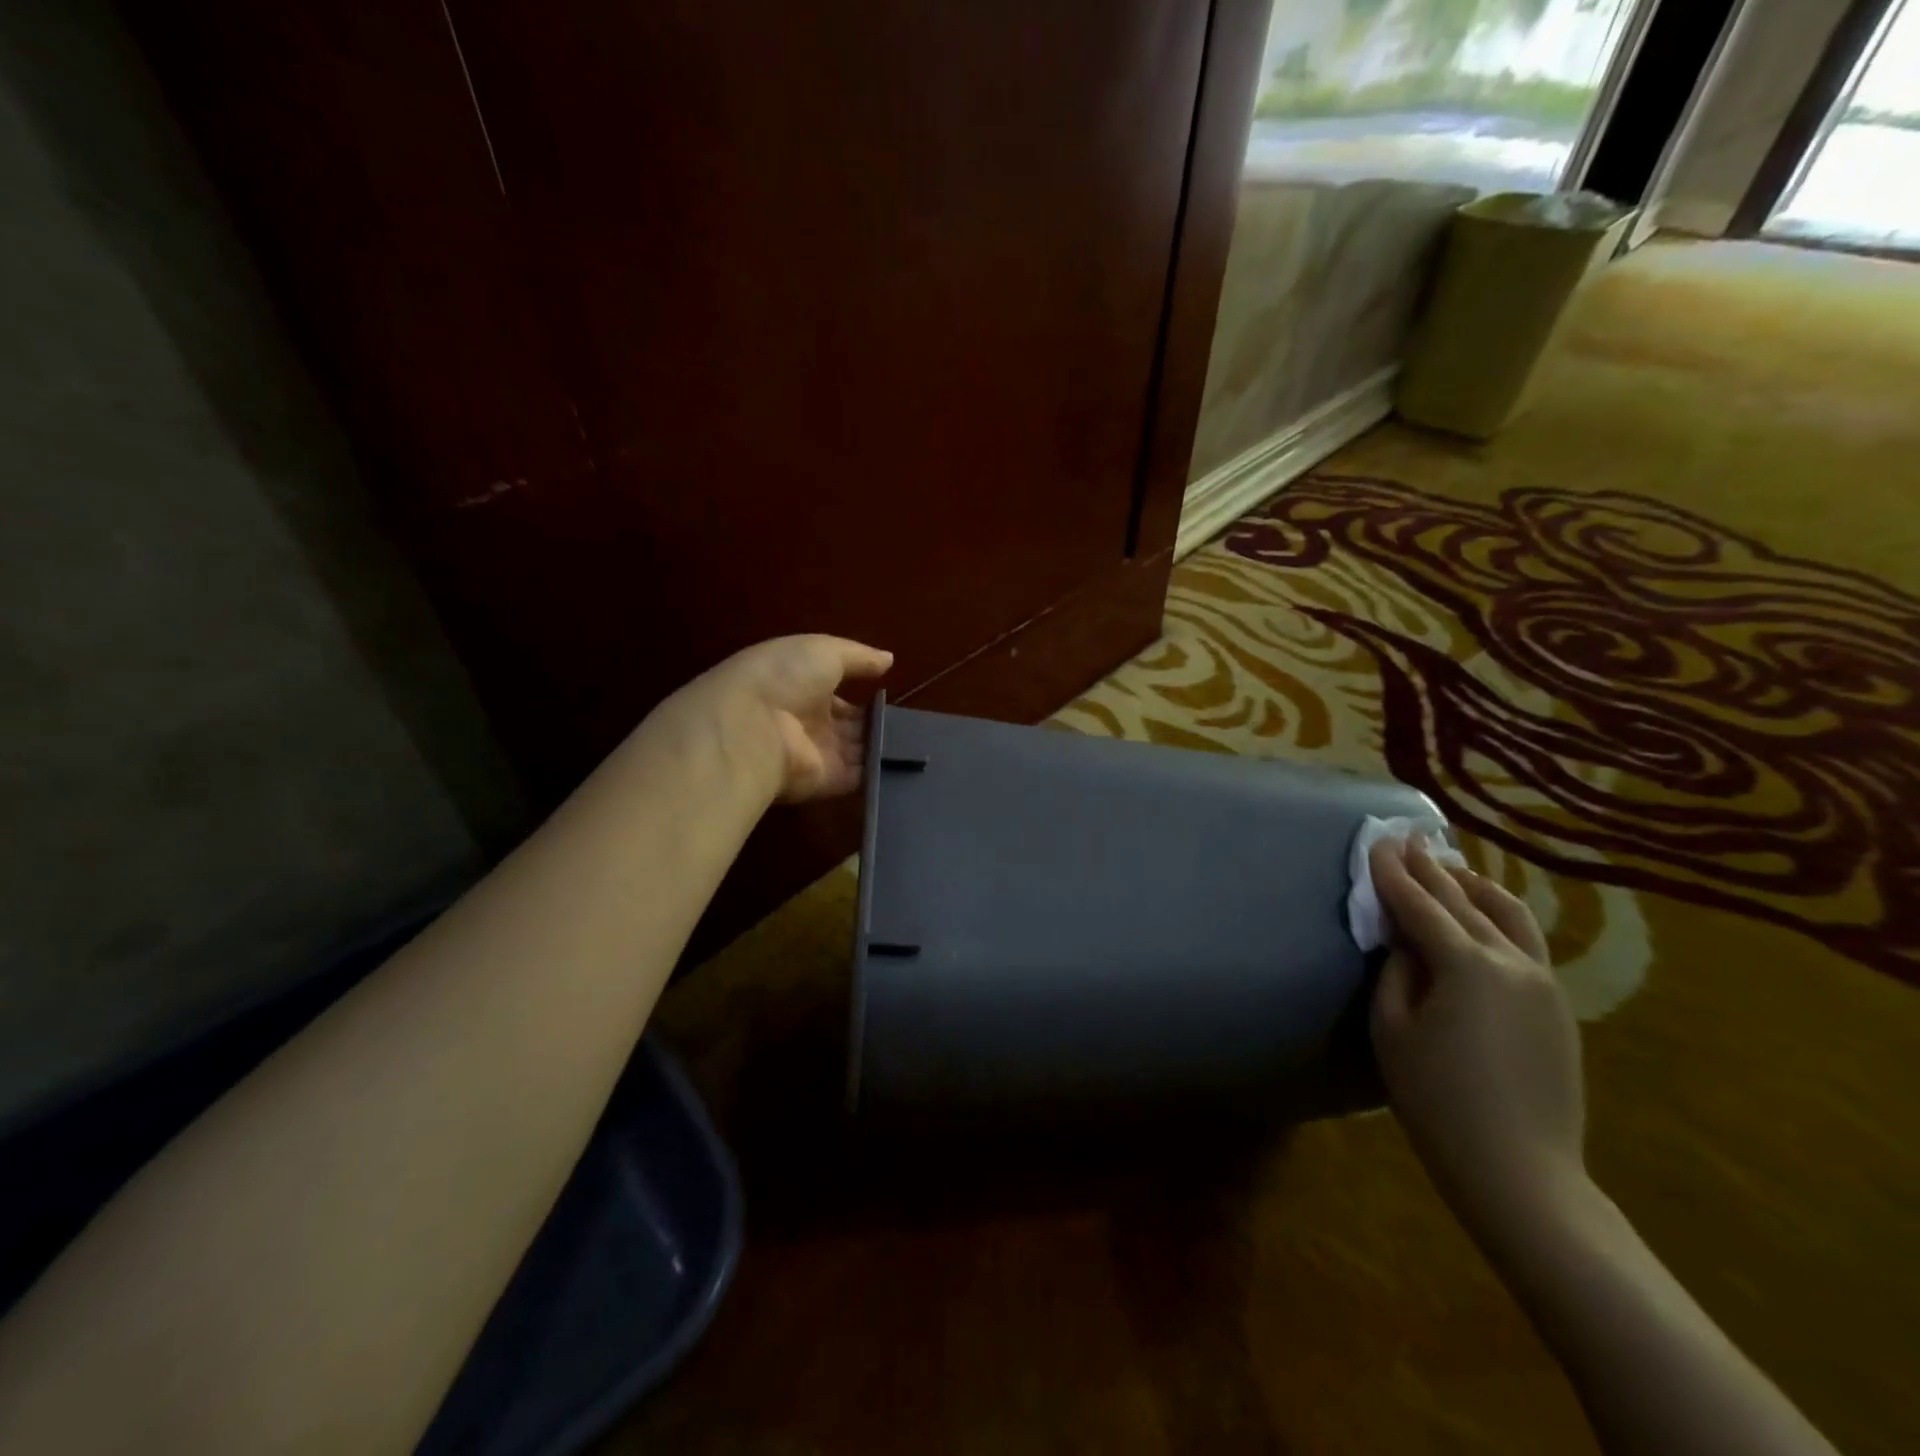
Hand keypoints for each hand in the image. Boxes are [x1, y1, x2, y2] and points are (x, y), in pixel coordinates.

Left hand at [663, 635, 892, 802]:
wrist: (752, 728)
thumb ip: (859, 657)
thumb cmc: (784, 677)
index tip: (890, 696)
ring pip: (858, 752)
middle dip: (877, 724)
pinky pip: (858, 779)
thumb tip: (889, 659)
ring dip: (883, 747)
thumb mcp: (824, 651)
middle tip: (913, 723)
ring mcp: (818, 755)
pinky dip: (880, 773)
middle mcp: (808, 723)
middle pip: (850, 726)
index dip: (863, 696)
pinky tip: (908, 764)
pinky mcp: (826, 783)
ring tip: (919, 742)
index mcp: (802, 688)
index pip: (837, 696)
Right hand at [1369, 837, 1586, 1231]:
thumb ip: (1396, 970)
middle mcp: (1512, 961)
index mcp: (1466, 965)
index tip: (1376, 840)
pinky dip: (1499, 915)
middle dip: (1431, 868)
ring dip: (1474, 886)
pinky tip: (1483, 914)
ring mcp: (1543, 982)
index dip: (1393, 871)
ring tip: (1450, 868)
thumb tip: (1404, 937)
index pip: (1420, 904)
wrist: (1520, 1171)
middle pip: (1463, 901)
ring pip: (1509, 914)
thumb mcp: (1392, 1029)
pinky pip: (1526, 941)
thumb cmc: (1436, 1099)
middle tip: (1408, 839)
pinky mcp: (1557, 1005)